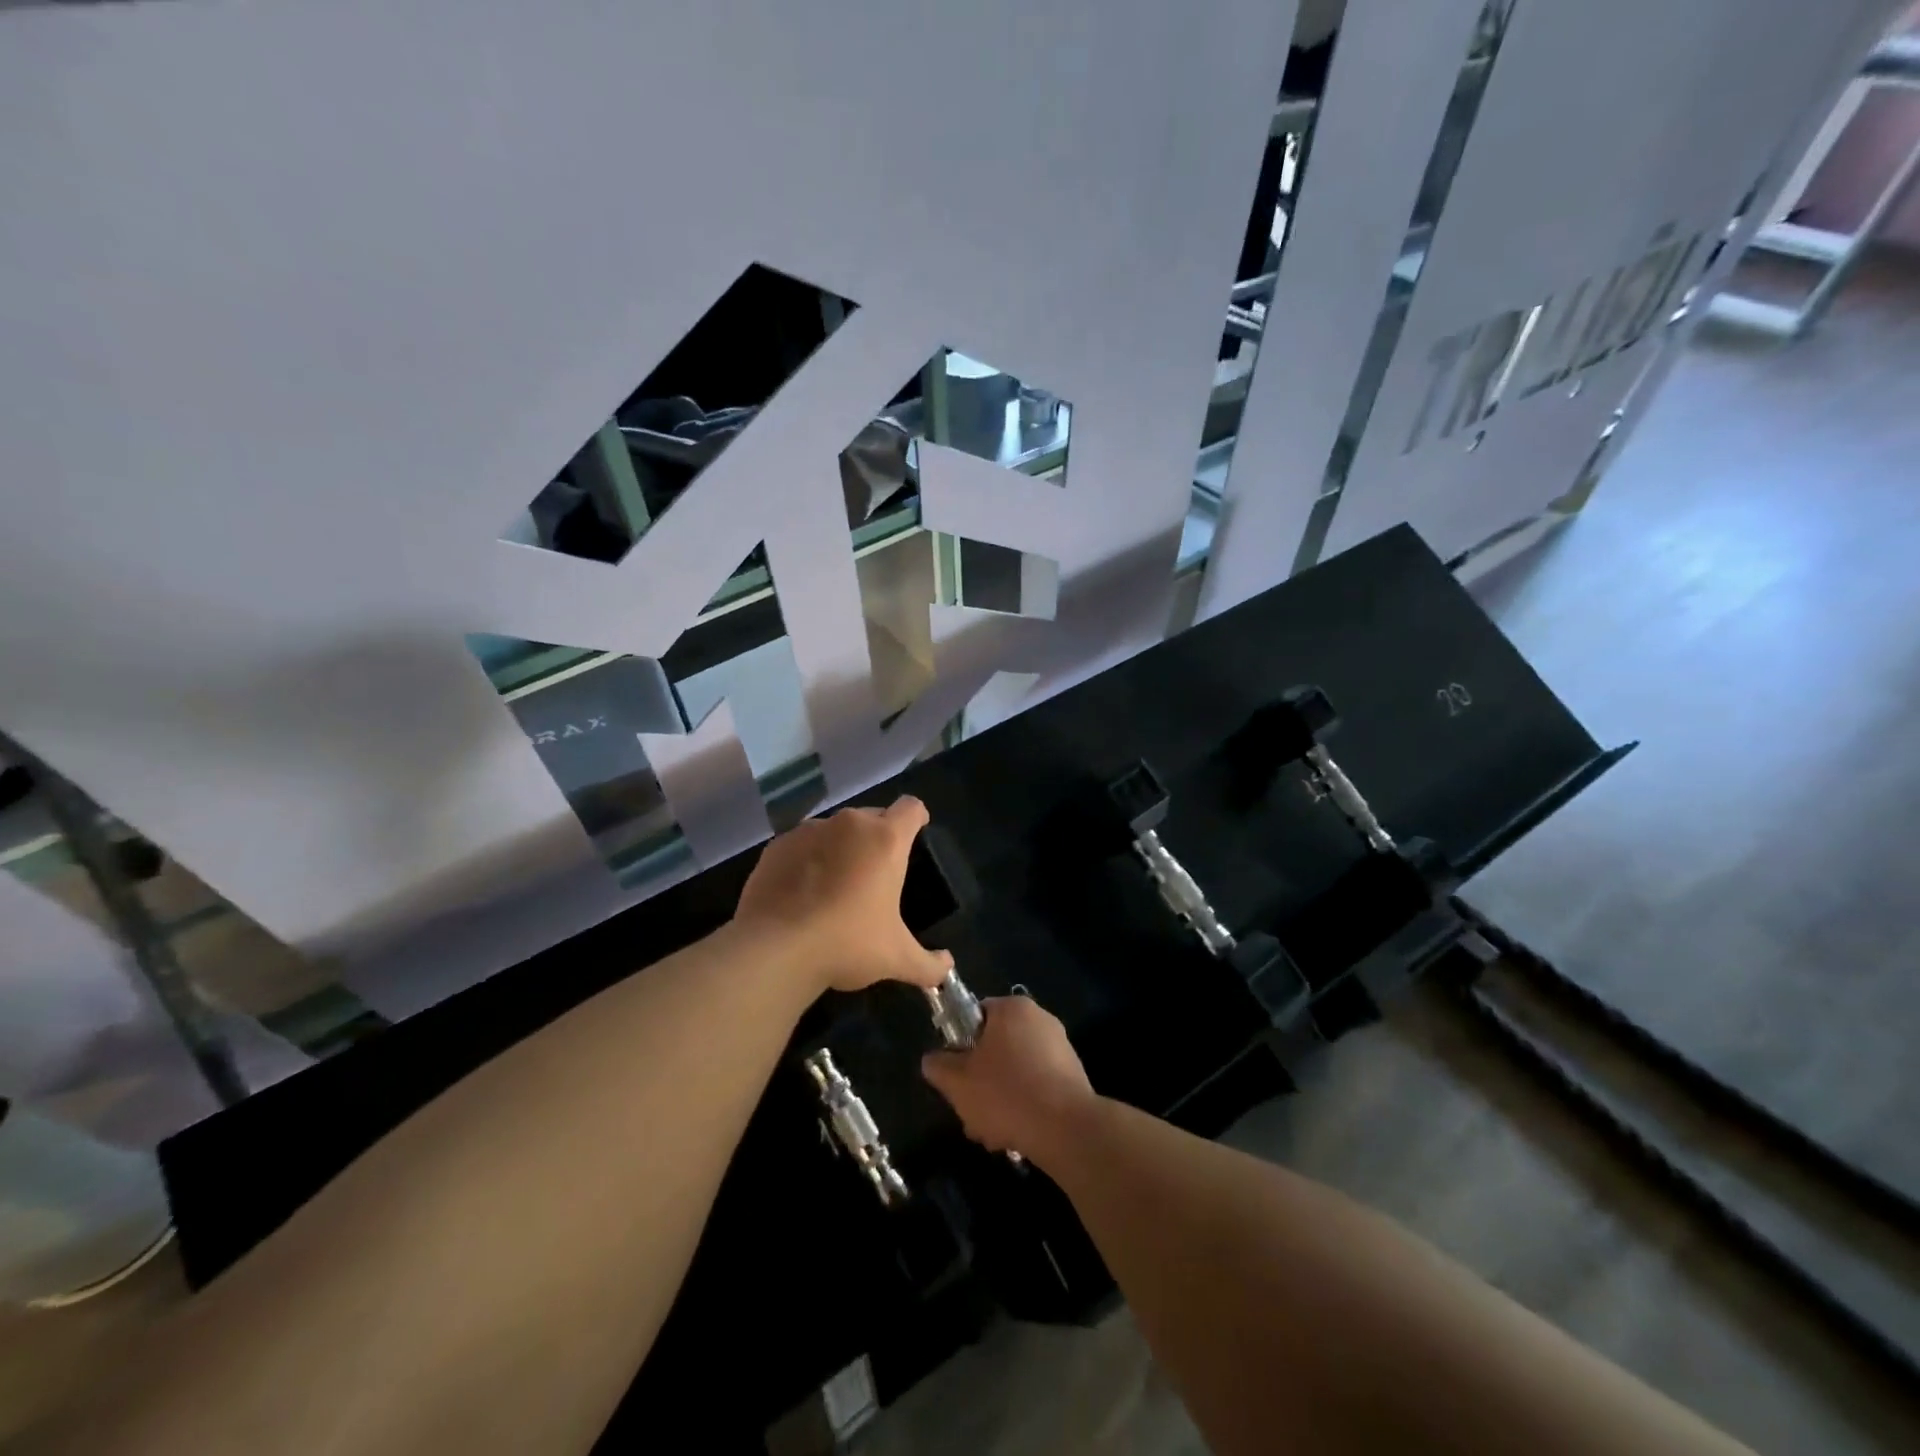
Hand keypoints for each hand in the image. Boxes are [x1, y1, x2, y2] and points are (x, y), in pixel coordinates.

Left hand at [733, 797, 951, 993]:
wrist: (774, 949)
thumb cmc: (847, 943)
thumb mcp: (896, 959)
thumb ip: (928, 964)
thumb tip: (948, 968)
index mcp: (885, 840)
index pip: (911, 808)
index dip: (917, 817)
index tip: (917, 831)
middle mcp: (849, 824)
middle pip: (873, 816)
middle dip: (878, 837)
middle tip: (877, 872)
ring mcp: (809, 831)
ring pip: (835, 830)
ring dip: (841, 847)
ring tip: (836, 884)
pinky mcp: (777, 846)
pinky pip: (802, 845)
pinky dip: (807, 859)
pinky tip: (802, 893)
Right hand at [921, 994, 1097, 1161]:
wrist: (1067, 1129)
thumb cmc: (1006, 1093)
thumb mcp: (957, 1081)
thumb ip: (938, 1066)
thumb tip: (932, 1060)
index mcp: (1012, 1009)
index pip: (976, 1015)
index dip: (960, 1044)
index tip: (955, 1073)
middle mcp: (1040, 1020)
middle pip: (996, 1048)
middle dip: (980, 1082)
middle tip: (970, 1112)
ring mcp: (1061, 1049)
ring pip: (1016, 1072)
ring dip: (999, 1100)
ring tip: (991, 1134)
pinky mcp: (1073, 1077)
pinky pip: (1038, 1087)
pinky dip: (1024, 1107)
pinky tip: (1016, 1136)